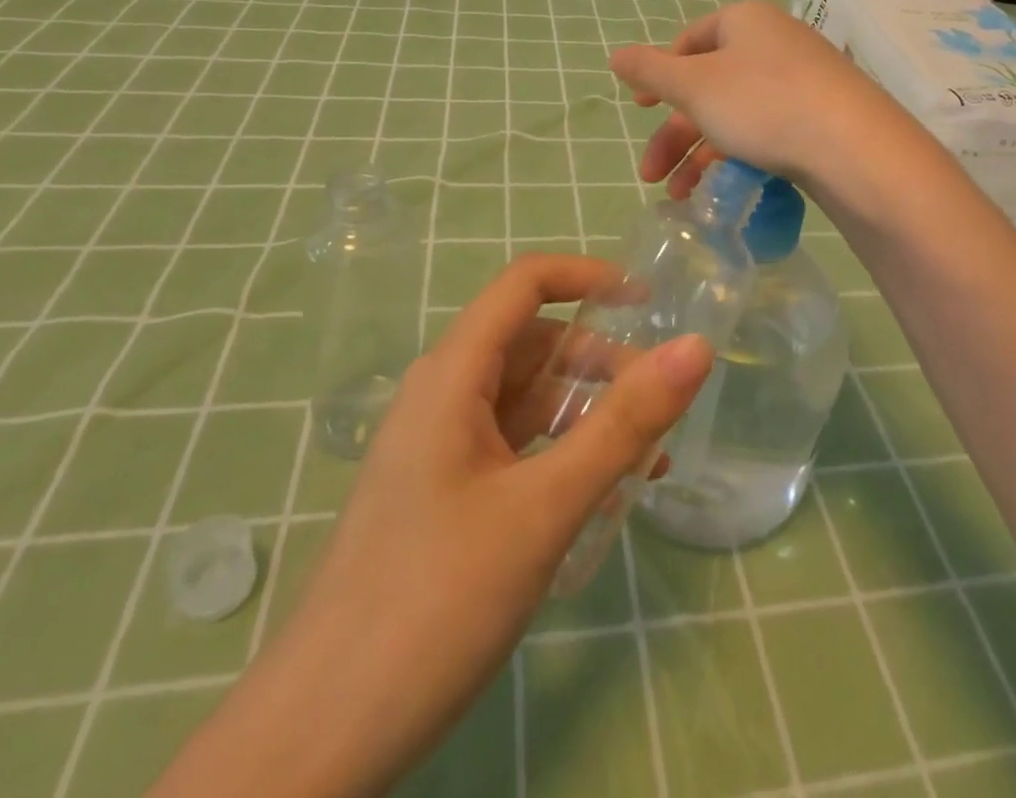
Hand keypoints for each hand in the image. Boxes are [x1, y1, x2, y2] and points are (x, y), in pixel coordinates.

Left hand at [150, 254, 713, 797]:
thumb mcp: (545, 507)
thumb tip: (695, 346)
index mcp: (453, 374)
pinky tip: (602, 495)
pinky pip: (514, 447)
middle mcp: (443, 395)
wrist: (319, 737)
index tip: (649, 302)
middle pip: (532, 344)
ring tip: (649, 457)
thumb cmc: (434, 602)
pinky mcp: (444, 494)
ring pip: (526, 399)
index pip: (523, 284)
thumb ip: (624, 424)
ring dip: (587, 413)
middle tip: (662, 403)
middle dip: (600, 361)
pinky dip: (562, 453)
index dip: (587, 277)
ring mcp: (440, 447)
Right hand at [609, 0, 908, 197]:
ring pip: (736, 114)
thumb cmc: (762, 103)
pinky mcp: (823, 116)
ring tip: (682, 196)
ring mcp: (804, 80)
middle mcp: (775, 42)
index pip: (690, 40)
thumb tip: (615, 54)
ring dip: (701, 155)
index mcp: (745, 21)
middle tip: (651, 174)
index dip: (660, 74)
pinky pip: (769, 130)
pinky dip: (740, 157)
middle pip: (709, 85)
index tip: (639, 108)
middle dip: (675, 133)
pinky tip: (726, 191)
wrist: (855, 149)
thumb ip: (650, 71)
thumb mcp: (694, 86)